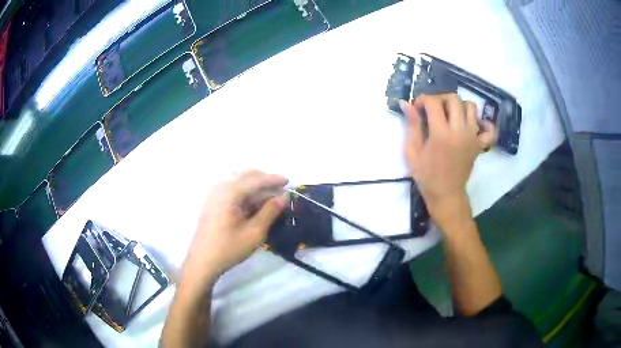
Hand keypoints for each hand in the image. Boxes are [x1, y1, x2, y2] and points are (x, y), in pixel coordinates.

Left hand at [179, 170, 287, 295]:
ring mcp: (214, 192)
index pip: (256, 179)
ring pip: (238, 179)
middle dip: (264, 179)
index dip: (274, 179)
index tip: (289, 181)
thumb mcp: (254, 232)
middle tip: (280, 188)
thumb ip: (270, 211)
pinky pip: (231, 186)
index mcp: (230, 192)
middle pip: (246, 174)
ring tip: (269, 194)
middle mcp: (220, 186)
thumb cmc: (228, 248)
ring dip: (255, 183)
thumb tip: (284, 196)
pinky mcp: (212, 199)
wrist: (202, 261)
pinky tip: (253, 200)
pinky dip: (245, 189)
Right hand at [399, 94, 495, 226]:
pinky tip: (473, 125)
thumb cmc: (426, 175)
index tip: (417, 108)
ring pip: (471, 107)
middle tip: (433, 109)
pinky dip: (484, 123)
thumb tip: (405, 103)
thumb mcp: (412, 151)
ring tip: (451, 115)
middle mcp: (459, 131)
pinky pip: (489, 129)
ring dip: (459, 106)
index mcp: (440, 134)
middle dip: (440, 99)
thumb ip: (412, 125)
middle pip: (454, 99)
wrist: (446, 194)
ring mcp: (472, 137)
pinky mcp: (480, 144)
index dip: (423, 100)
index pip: (434, 102)